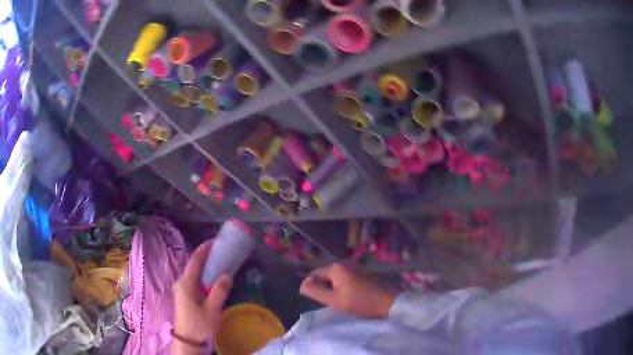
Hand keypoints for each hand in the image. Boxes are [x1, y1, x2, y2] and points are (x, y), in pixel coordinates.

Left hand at [173, 240, 232, 342]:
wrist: (187, 339)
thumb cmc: (199, 324)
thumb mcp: (212, 309)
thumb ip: (219, 291)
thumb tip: (227, 275)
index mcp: (186, 283)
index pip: (195, 260)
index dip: (204, 249)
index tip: (214, 241)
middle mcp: (181, 282)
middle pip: (193, 265)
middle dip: (206, 257)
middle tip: (220, 252)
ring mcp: (181, 289)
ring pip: (194, 273)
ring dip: (205, 266)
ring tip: (218, 263)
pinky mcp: (184, 295)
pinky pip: (194, 280)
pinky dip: (203, 275)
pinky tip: (212, 279)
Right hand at [300, 263, 395, 318]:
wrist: (388, 302)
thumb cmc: (359, 302)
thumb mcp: (334, 300)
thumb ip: (316, 292)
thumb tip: (302, 285)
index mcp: (336, 268)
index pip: (315, 274)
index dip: (311, 286)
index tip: (312, 299)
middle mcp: (346, 263)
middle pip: (327, 275)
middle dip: (323, 286)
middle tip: (325, 301)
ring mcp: (357, 267)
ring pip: (337, 277)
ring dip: (334, 287)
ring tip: (336, 300)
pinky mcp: (365, 272)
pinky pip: (348, 278)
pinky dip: (344, 286)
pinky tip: (348, 296)